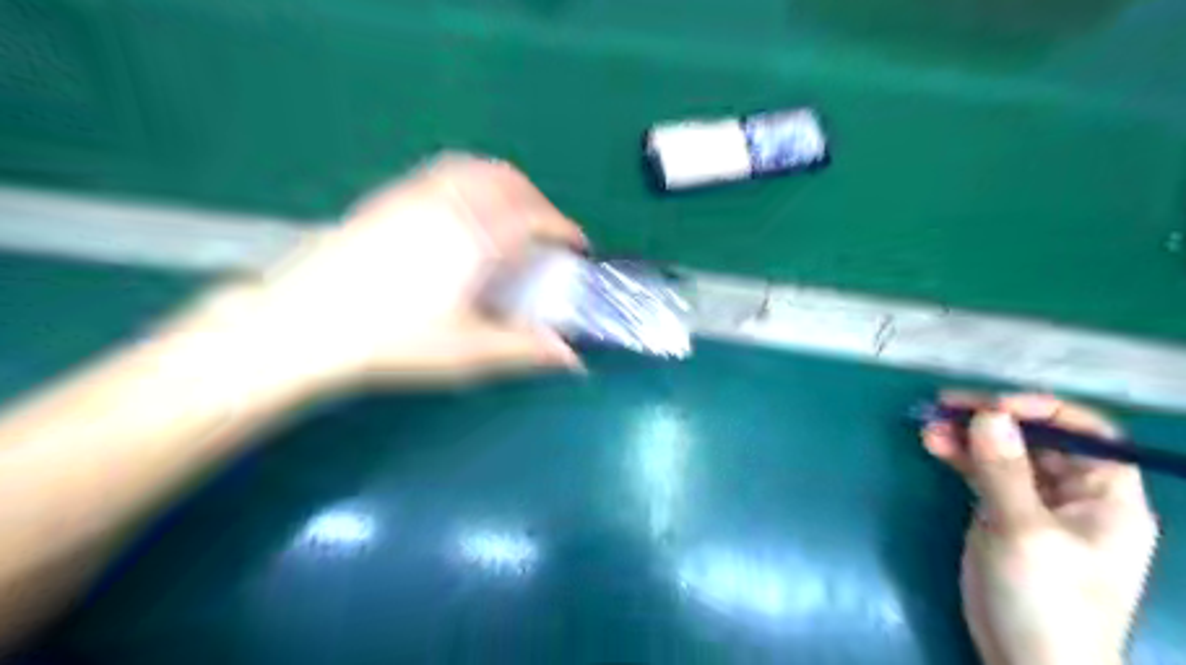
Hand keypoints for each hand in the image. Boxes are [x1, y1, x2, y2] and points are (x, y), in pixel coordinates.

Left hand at [200, 153, 586, 396]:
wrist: (302, 324)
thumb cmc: (392, 340)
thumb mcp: (467, 352)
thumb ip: (525, 349)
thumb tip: (572, 357)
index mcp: (476, 238)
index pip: (536, 218)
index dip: (564, 229)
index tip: (577, 246)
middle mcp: (450, 203)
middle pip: (510, 183)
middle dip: (539, 203)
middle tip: (548, 234)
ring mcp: (415, 194)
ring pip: (477, 169)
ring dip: (507, 185)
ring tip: (512, 215)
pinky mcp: (388, 196)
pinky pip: (444, 171)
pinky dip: (472, 179)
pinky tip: (465, 209)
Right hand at [920, 392, 1163, 663]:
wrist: (1026, 661)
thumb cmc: (1046, 599)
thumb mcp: (1025, 532)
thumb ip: (1005, 471)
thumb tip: (989, 414)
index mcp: (1105, 497)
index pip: (1087, 433)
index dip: (1043, 411)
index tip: (993, 406)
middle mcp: (1072, 494)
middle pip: (1036, 439)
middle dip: (990, 419)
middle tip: (944, 406)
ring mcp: (1032, 503)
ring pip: (1001, 453)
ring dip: (966, 435)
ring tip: (928, 424)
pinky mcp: (1000, 514)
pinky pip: (980, 473)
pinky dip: (958, 456)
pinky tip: (932, 444)